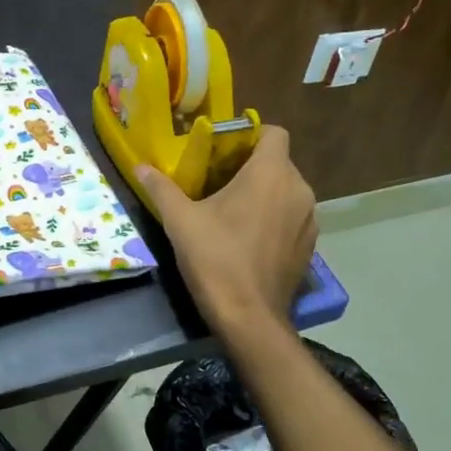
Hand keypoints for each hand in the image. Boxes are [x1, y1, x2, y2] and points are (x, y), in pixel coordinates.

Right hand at [139, 126, 316, 335]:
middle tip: (218, 181)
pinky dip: (275, 217)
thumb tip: (140, 166)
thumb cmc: (215, 259)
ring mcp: (309, 219)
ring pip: (287, 190)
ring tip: (233, 210)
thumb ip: (161, 188)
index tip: (224, 150)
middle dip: (251, 166)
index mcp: (271, 174)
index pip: (274, 133)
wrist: (249, 317)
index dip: (251, 135)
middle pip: (278, 162)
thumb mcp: (180, 221)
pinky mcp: (310, 245)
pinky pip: (293, 216)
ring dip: (265, 193)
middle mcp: (298, 189)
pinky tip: (249, 237)